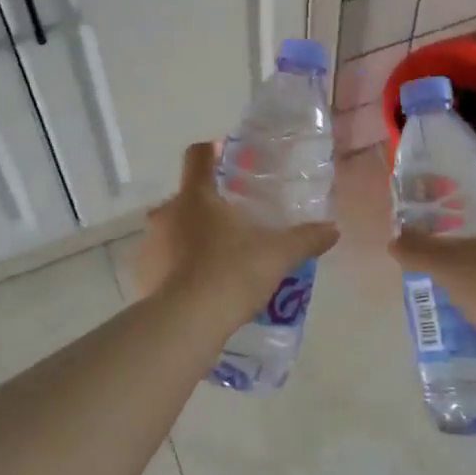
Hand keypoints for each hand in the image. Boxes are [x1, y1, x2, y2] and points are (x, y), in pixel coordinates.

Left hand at [136, 141, 339, 326]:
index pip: (198, 156)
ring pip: (173, 231)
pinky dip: (179, 268)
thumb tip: (333, 230)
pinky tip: (201, 287)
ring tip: (220, 260)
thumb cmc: (231, 274)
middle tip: (235, 223)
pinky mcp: (142, 276)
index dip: (213, 151)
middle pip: (186, 197)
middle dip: (208, 206)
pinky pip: (163, 262)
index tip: (227, 157)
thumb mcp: (277, 256)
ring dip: (191, 238)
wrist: (185, 323)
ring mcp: (150, 245)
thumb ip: (305, 239)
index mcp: (196, 196)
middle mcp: (166, 213)